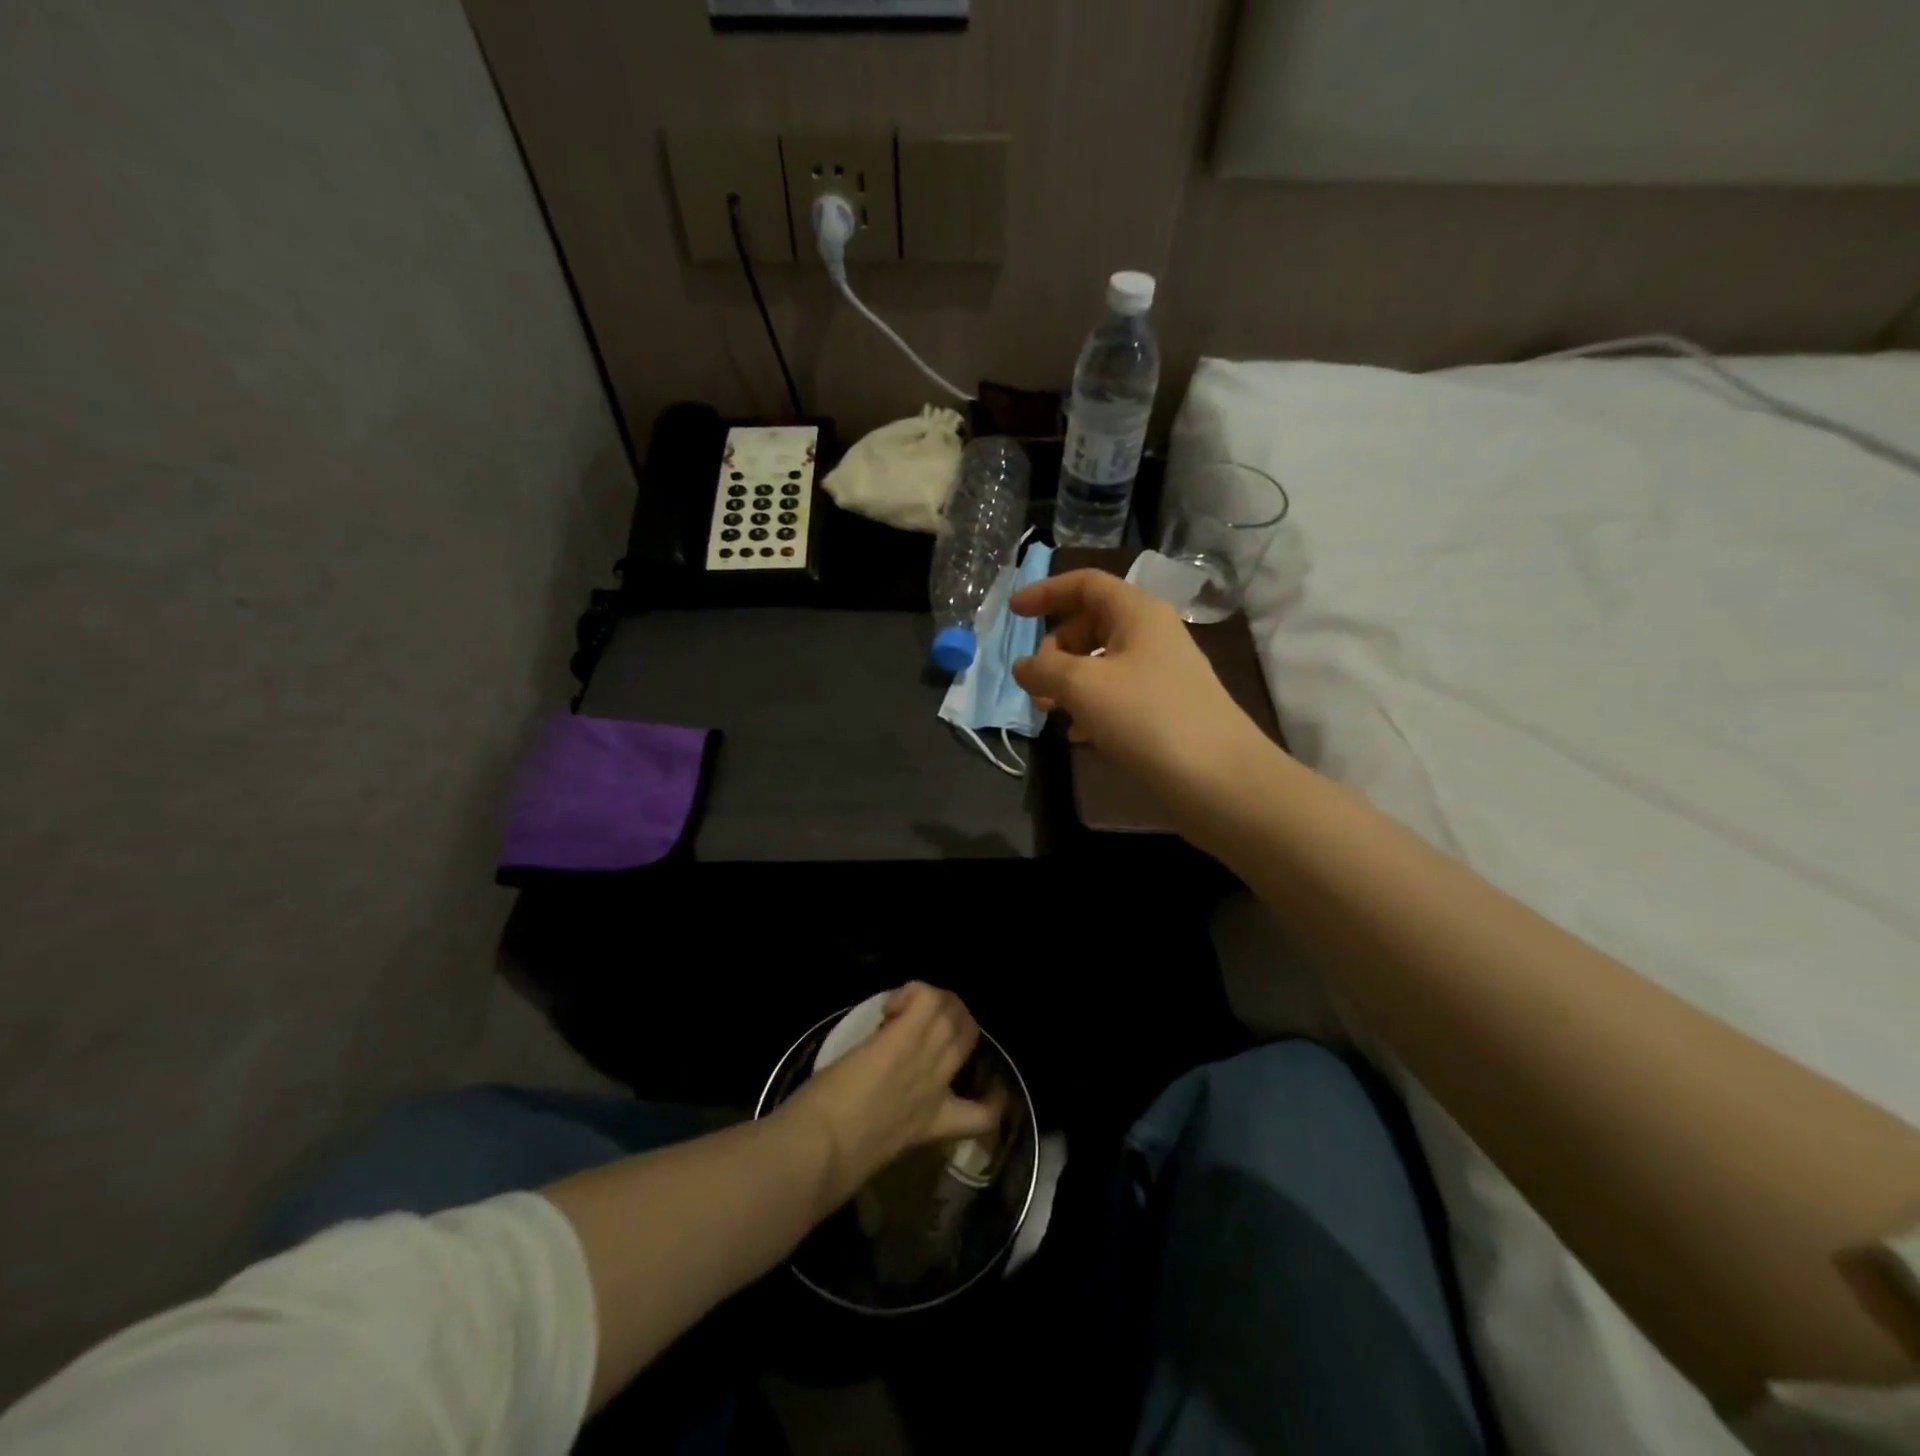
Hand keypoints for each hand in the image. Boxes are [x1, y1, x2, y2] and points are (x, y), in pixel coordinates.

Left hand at [781, 983, 1000, 1202]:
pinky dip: (912, 991)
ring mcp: (924, 1058)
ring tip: (903, 1009)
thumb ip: (898, 1120)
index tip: (983, 1087)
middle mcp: (938, 1085)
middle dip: (951, 1019)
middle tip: (917, 1022)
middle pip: (969, 1035)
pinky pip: (926, 997)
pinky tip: (891, 1007)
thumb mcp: (882, 1145)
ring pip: (952, 1010)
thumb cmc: (838, 1160)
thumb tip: (887, 1104)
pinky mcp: (902, 1037)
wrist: (822, 1150)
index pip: (985, 1114)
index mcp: (935, 1123)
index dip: (993, 1097)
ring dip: (932, 1000)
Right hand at [1010, 569, 1267, 805]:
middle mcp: (1152, 634)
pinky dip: (1091, 706)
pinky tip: (1078, 734)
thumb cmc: (1147, 717)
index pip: (1086, 584)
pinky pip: (1118, 694)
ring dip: (1069, 681)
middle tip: (1035, 682)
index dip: (1046, 592)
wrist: (1220, 779)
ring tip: (1049, 710)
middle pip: (1092, 624)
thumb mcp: (1083, 687)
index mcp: (1137, 613)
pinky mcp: (1166, 708)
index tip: (1013, 614)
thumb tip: (1023, 666)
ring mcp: (1162, 673)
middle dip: (1056, 649)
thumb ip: (1044, 669)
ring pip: (1102, 663)